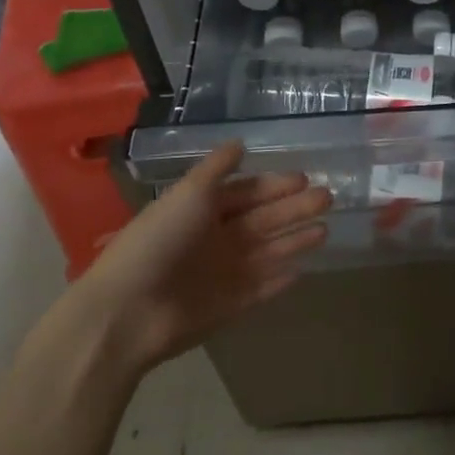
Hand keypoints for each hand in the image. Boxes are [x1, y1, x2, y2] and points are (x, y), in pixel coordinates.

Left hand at [77, 140, 329, 374]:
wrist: (127, 312)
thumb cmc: (159, 242)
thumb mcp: (188, 193)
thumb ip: (217, 168)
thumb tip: (240, 143)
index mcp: (203, 211)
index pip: (246, 193)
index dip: (274, 185)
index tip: (305, 178)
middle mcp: (215, 239)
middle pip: (263, 220)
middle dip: (294, 209)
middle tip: (328, 198)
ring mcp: (223, 275)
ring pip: (268, 253)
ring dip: (295, 241)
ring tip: (325, 229)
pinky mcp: (228, 308)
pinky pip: (261, 290)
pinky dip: (279, 280)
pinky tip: (302, 271)